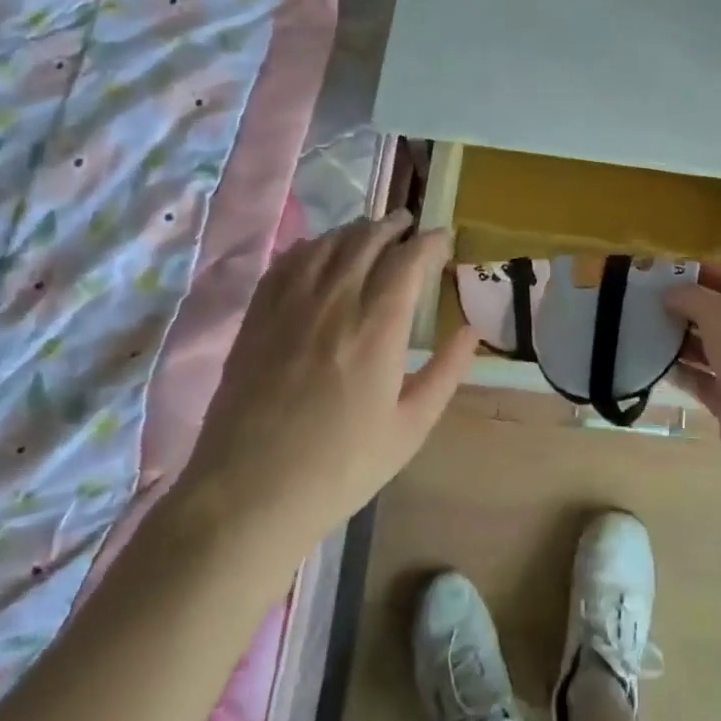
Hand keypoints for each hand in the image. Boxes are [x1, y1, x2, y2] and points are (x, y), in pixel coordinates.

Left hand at [175, 212, 477, 545]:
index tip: (444, 239)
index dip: (430, 242)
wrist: (248, 494)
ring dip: (356, 231)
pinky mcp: (258, 316)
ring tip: (371, 234)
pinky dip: (312, 246)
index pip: (409, 260)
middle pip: (367, 239)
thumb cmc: (341, 467)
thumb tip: (472, 330)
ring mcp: (290, 305)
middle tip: (410, 227)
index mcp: (378, 329)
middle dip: (395, 225)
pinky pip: (288, 260)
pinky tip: (320, 252)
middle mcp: (335, 302)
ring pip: (328, 243)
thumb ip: (446, 372)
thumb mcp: (411, 427)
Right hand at [664, 264, 720, 484]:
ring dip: (680, 340)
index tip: (666, 274)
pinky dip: (680, 371)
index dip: (702, 273)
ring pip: (708, 348)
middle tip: (649, 303)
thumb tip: (670, 294)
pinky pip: (701, 379)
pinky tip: (654, 363)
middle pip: (718, 315)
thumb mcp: (720, 312)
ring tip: (645, 330)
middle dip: (686, 308)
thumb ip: (691, 297)